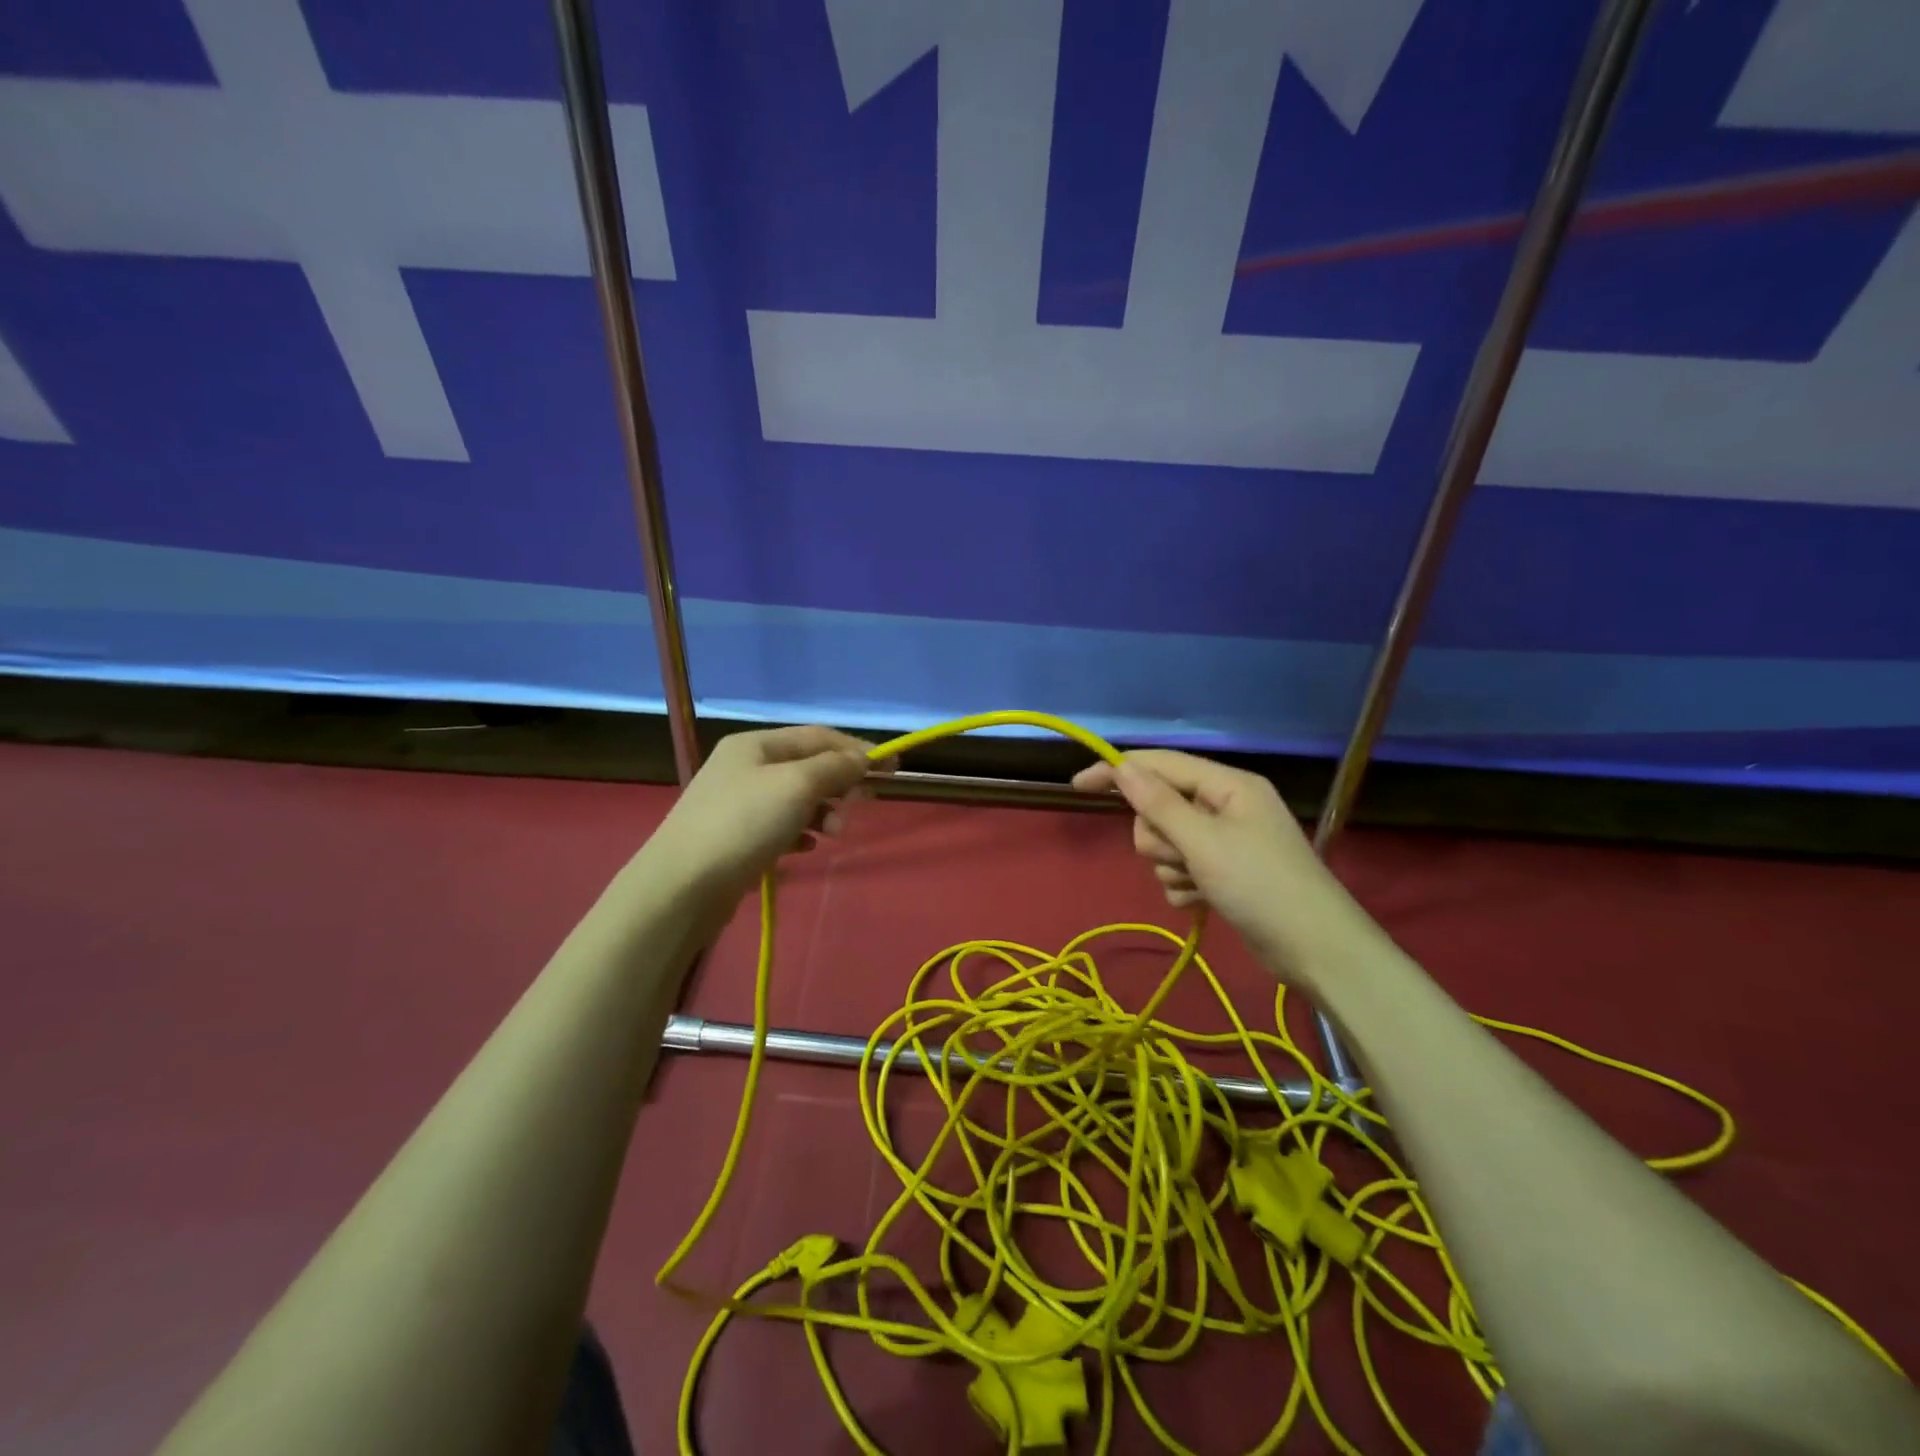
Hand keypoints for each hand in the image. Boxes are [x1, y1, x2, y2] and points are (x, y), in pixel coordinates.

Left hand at [644, 726, 888, 911]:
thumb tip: (863, 758)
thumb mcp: (797, 786)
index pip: (818, 736)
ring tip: (835, 833)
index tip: (892, 768)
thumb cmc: (744, 823)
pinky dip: (801, 832)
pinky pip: (780, 826)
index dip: (857, 749)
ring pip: (797, 798)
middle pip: (808, 766)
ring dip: (824, 811)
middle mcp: (746, 767)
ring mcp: (738, 803)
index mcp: (756, 744)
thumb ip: (835, 768)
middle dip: (840, 783)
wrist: (683, 885)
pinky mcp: (736, 837)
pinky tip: (808, 847)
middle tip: (863, 804)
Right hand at [1073, 750, 1377, 985]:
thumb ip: (1159, 804)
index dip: (1117, 771)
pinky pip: (1180, 870)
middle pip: (1159, 808)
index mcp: (1227, 785)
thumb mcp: (1204, 842)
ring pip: (1166, 843)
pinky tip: (1204, 902)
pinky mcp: (1224, 874)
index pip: (1160, 765)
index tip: (1077, 786)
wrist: (1317, 952)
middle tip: (1182, 858)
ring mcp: (1225, 842)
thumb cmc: (1262, 887)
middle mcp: (1225, 807)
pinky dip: (1184, 886)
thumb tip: (1122, 768)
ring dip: (1172, 867)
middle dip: (1159, 837)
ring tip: (1199, 885)